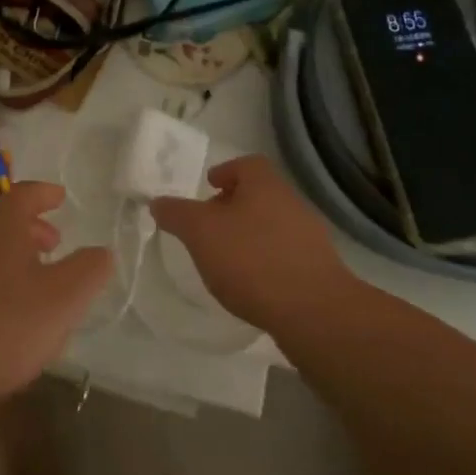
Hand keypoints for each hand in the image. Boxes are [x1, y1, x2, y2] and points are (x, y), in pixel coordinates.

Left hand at [0, 182, 111, 415]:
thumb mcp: (64, 299)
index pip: (24, 194)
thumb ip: (89, 270)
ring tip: (31, 282)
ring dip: (10, 256)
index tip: (60, 197)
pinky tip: (0, 313)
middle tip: (54, 245)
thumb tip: (101, 252)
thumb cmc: (4, 327)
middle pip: (1, 221)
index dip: (45, 194)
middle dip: (30, 229)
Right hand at [149, 155, 350, 332]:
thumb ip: (177, 214)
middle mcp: (291, 203)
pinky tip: (250, 284)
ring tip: (225, 259)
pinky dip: (264, 261)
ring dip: (249, 235)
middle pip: (260, 194)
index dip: (226, 171)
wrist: (313, 310)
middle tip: (209, 225)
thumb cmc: (251, 260)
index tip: (208, 186)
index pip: (247, 164)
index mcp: (265, 185)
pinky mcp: (317, 268)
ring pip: (272, 224)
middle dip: (233, 206)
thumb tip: (158, 201)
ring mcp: (309, 236)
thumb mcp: (200, 233)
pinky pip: (284, 254)